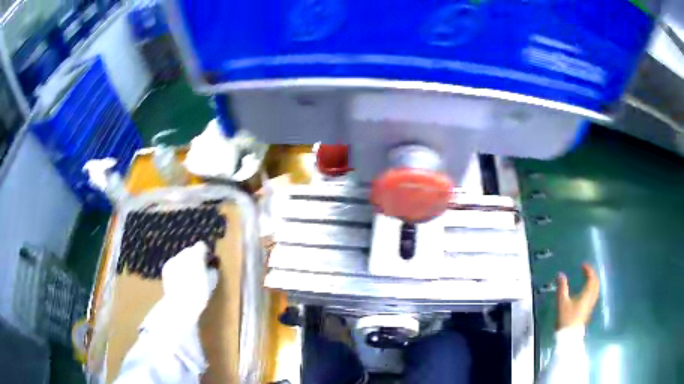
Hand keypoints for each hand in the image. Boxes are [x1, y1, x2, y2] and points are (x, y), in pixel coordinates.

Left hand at [162, 241, 218, 313]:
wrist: (180, 304)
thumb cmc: (199, 293)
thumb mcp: (212, 282)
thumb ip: (211, 269)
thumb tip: (210, 265)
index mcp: (196, 255)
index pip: (202, 245)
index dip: (205, 253)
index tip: (207, 261)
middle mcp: (183, 254)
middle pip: (190, 250)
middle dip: (194, 257)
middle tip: (198, 270)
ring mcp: (173, 260)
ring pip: (181, 257)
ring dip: (185, 262)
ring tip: (188, 276)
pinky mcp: (166, 267)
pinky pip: (174, 264)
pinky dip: (177, 268)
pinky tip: (179, 280)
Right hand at [556, 263, 599, 329]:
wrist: (569, 336)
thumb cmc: (566, 318)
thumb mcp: (562, 302)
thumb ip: (562, 287)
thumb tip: (561, 274)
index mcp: (587, 294)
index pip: (591, 278)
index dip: (588, 270)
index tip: (583, 265)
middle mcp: (591, 298)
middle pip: (596, 283)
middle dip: (592, 275)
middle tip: (586, 270)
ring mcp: (591, 305)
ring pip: (596, 289)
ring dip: (593, 282)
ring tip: (587, 279)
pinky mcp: (588, 310)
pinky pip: (593, 295)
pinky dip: (591, 289)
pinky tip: (586, 292)